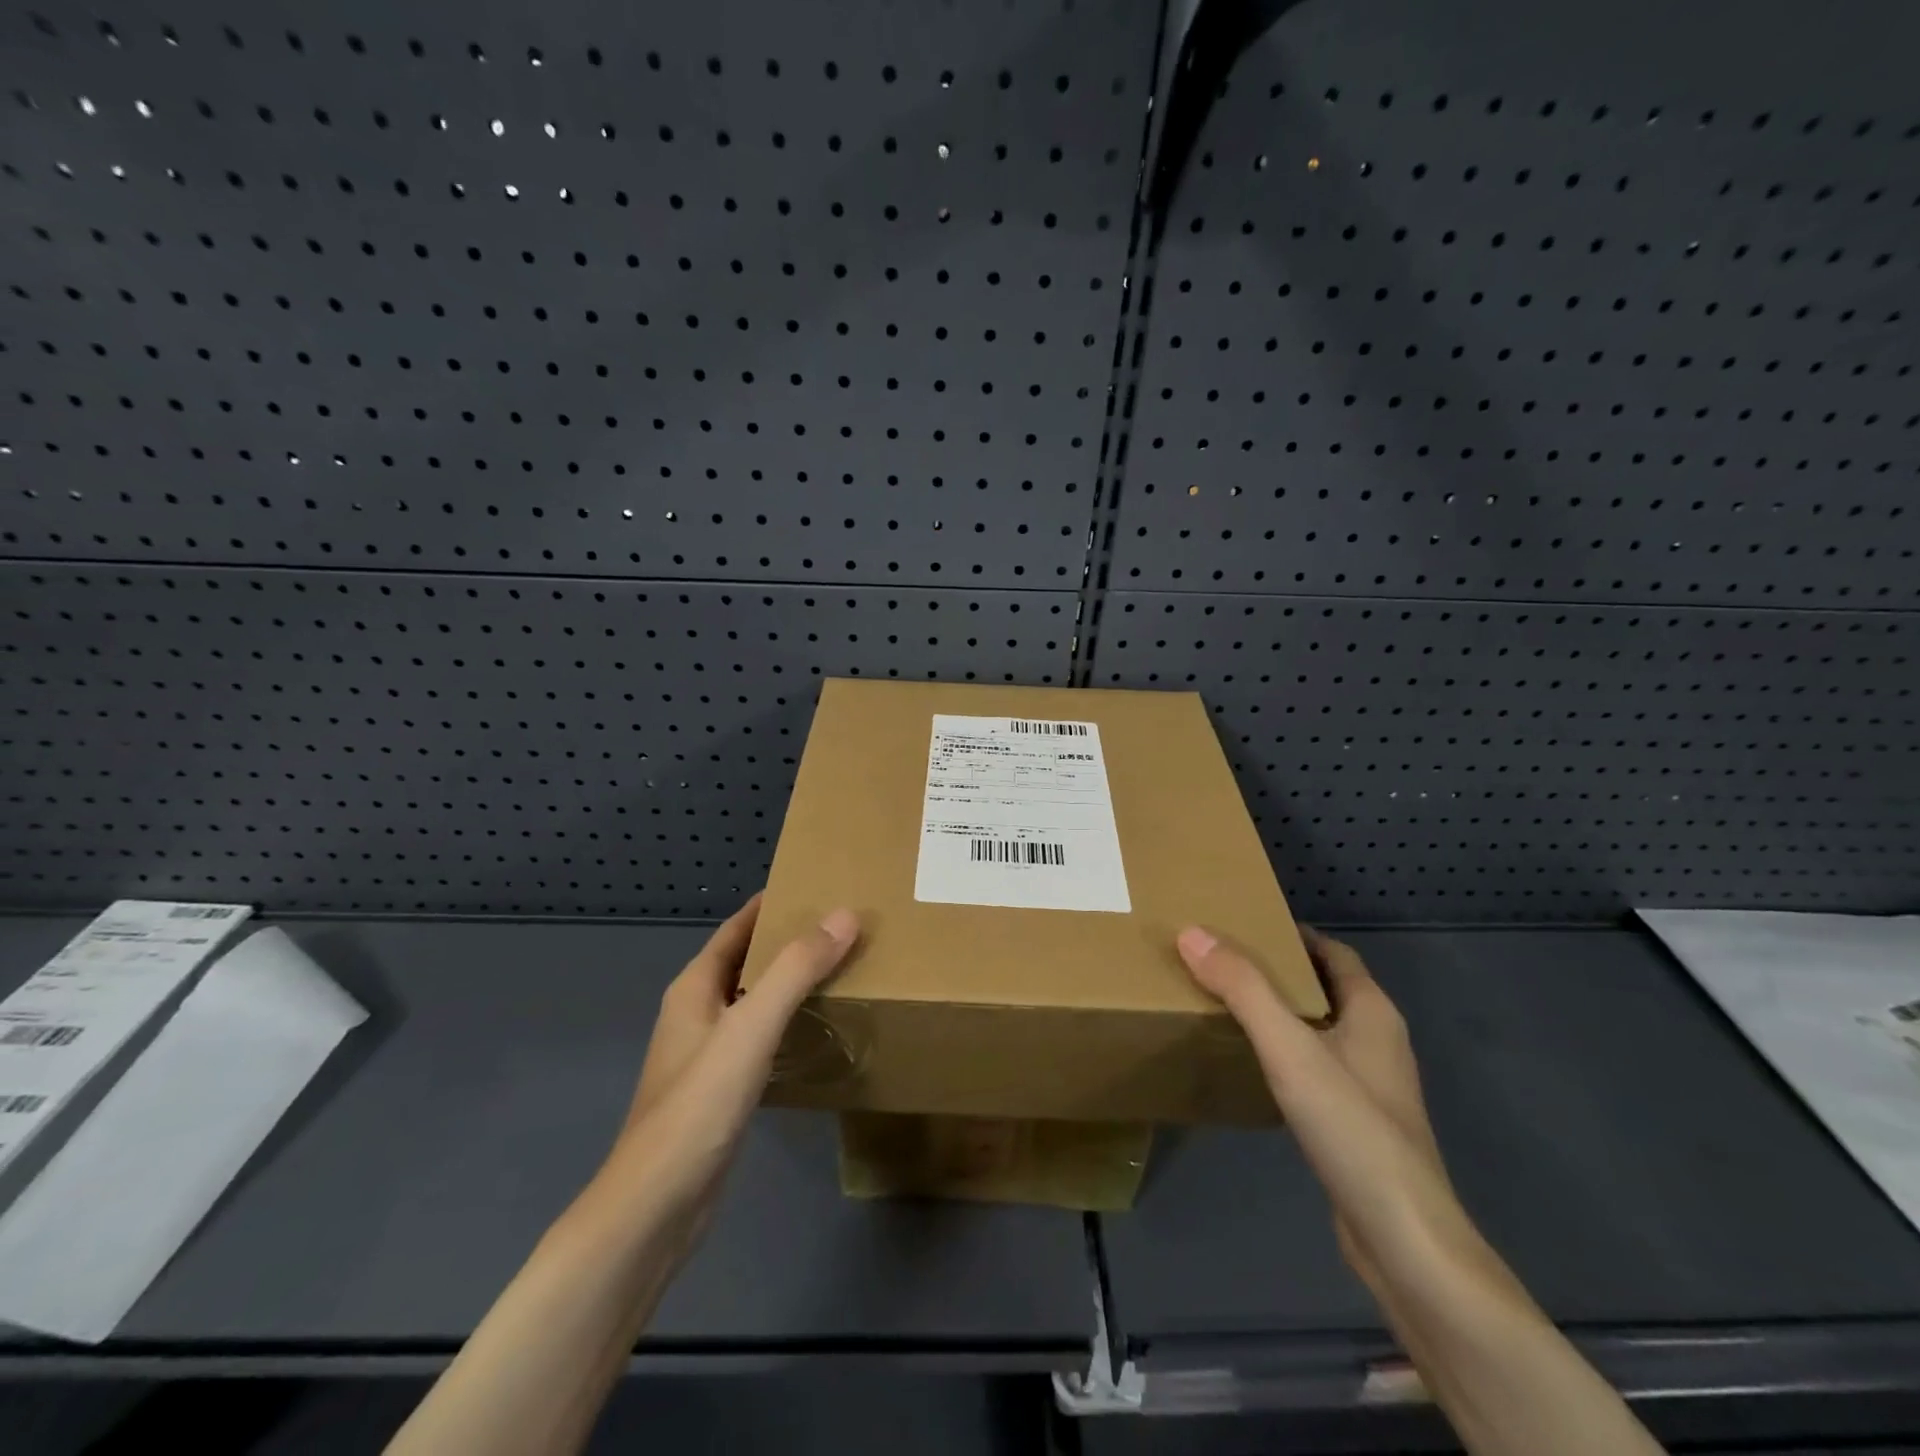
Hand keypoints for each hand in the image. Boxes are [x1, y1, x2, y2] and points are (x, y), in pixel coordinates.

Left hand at [590, 893, 860, 1259]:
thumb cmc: (698, 1106)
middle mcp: (697, 1013)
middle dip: (790, 940)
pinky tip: (819, 1029)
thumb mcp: (751, 1027)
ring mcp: (707, 1054)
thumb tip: (844, 915)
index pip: (738, 927)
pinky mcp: (721, 1090)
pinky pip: (761, 1037)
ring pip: (756, 1000)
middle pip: (748, 960)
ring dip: (792, 981)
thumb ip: (797, 969)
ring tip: (842, 968)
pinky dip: (789, 1021)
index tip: (819, 885)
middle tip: (844, 926)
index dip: (773, 904)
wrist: (655, 1207)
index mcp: (695, 987)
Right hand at [1176, 924, 1480, 1298]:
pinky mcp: (1358, 1124)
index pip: (1334, 953)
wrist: (1403, 1238)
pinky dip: (1285, 1052)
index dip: (1294, 934)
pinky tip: (1253, 1065)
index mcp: (1373, 1013)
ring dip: (1282, 1012)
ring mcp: (1372, 1087)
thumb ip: (1242, 988)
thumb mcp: (1289, 1047)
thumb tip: (1192, 932)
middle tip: (1224, 960)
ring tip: (1228, 1004)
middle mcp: (1378, 1042)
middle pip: (1326, 988)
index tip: (1245, 923)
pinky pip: (1317, 1067)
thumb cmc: (1351, 1127)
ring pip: (1321, 1029)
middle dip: (1280, 970)